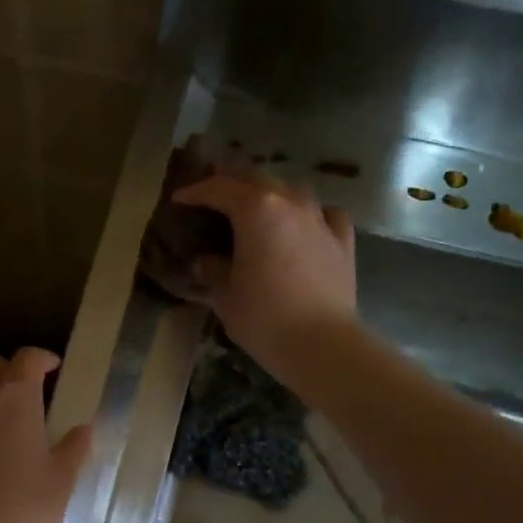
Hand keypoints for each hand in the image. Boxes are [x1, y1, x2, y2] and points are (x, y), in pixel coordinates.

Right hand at [172, 171, 358, 384]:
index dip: (196, 191)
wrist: (321, 344)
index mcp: (256, 210)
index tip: (179, 199)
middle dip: (232, 181)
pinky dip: (308, 214)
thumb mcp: (224, 296)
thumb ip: (213, 270)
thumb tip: (207, 261)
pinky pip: (324, 214)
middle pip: (257, 178)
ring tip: (256, 206)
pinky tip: (304, 225)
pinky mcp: (342, 240)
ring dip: (270, 193)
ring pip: (292, 190)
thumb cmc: (263, 318)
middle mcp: (290, 203)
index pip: (219, 188)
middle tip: (214, 190)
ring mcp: (320, 219)